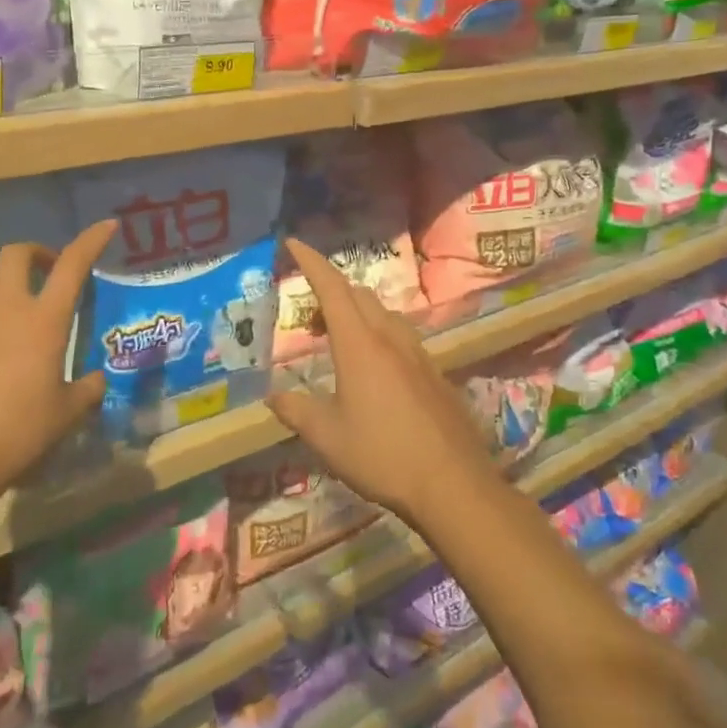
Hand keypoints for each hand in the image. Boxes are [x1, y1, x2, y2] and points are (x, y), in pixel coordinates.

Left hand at [0, 220, 115, 501]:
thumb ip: (87, 390)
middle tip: (46, 273)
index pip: (73, 264)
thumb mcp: (66, 415)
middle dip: (35, 254)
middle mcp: (4, 309)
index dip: (91, 240)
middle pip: (16, 254)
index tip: (106, 226)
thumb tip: (97, 380)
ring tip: (6, 316)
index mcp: (44, 321)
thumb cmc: (19, 433)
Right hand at [267, 239, 499, 523]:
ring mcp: (417, 353)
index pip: (331, 287)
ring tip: (338, 341)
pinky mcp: (434, 372)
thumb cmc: (382, 455)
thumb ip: (296, 411)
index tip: (293, 243)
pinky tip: (374, 368)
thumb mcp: (327, 438)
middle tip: (309, 318)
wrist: (453, 484)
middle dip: (330, 291)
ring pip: (383, 313)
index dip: (311, 262)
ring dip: (357, 312)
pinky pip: (401, 335)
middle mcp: (390, 337)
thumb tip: (273, 397)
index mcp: (359, 344)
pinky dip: (378, 333)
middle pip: (358, 294)